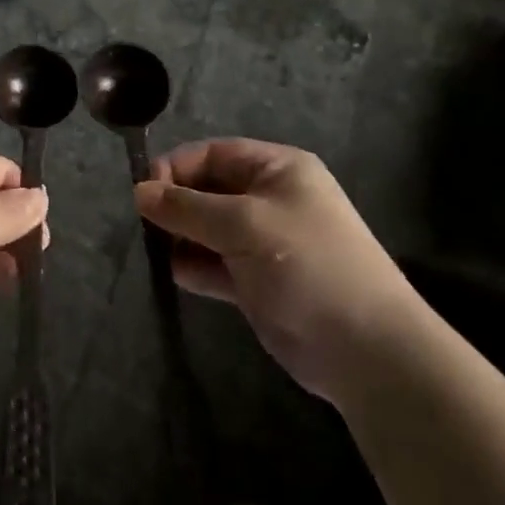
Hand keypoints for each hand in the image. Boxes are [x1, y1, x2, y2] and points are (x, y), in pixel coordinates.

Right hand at [136, 139, 426, 408]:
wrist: (366, 350)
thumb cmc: (307, 266)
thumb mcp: (244, 224)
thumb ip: (187, 206)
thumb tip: (138, 191)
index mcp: (277, 169)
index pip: (212, 154)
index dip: (176, 168)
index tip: (142, 193)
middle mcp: (270, 199)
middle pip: (207, 190)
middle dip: (176, 205)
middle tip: (144, 227)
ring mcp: (264, 242)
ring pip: (207, 228)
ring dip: (181, 237)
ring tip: (155, 251)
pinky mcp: (257, 281)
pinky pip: (215, 263)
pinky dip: (194, 266)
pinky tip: (176, 275)